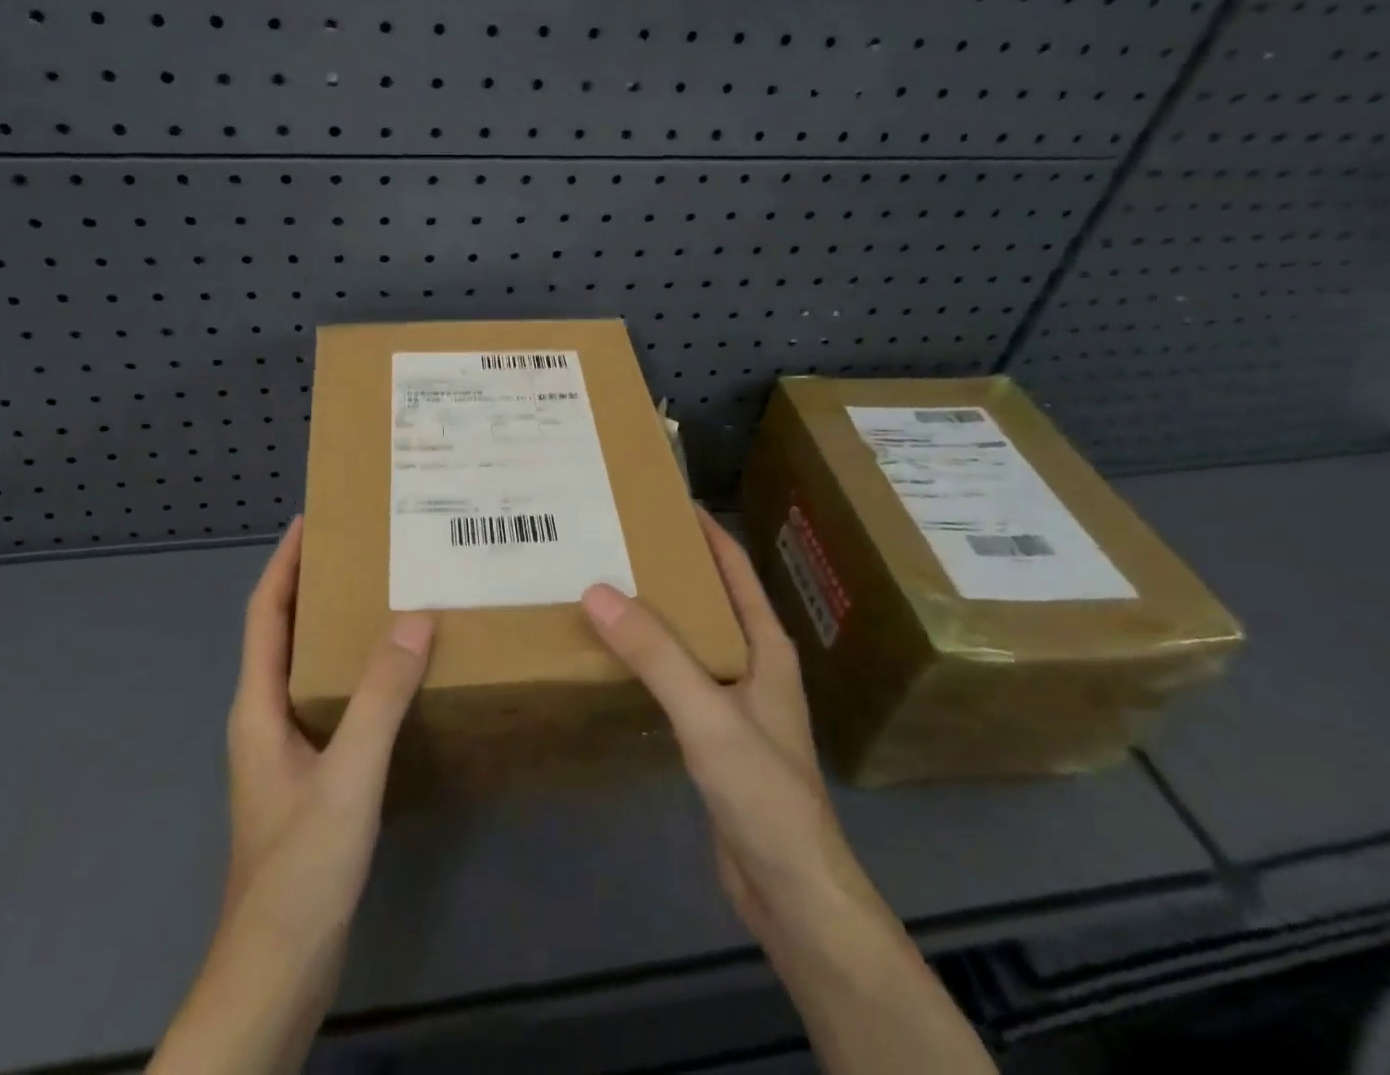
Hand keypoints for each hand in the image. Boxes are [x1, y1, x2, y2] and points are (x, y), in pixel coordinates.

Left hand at [151, 517, 434, 1074]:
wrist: (276, 974)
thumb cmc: (299, 869)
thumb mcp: (347, 776)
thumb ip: (381, 697)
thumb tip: (415, 618)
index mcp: (258, 706)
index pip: (264, 613)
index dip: (284, 563)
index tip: (312, 519)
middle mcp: (265, 717)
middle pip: (284, 633)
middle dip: (313, 585)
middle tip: (364, 550)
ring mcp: (285, 749)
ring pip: (308, 667)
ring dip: (335, 627)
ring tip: (384, 597)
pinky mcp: (309, 776)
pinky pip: (331, 701)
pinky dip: (355, 673)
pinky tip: (394, 677)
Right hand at [582, 506, 836, 951]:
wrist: (792, 891)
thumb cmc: (763, 792)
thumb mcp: (707, 715)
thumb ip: (655, 654)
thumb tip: (596, 590)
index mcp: (766, 646)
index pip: (735, 568)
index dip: (705, 530)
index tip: (664, 498)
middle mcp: (753, 664)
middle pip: (710, 599)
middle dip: (671, 567)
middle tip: (617, 541)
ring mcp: (735, 701)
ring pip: (692, 639)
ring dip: (658, 613)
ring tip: (607, 588)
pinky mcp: (716, 735)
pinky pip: (679, 677)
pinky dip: (651, 658)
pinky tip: (618, 657)